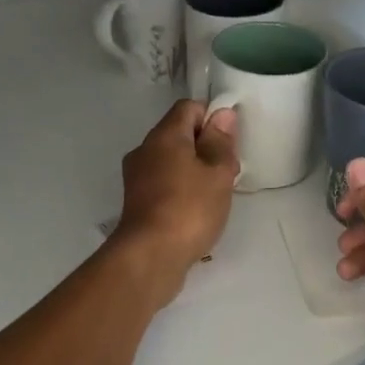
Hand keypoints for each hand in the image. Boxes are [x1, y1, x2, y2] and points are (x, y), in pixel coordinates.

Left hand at [113, 100, 239, 301]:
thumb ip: (221, 141)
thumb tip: (222, 114)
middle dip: (206, 147)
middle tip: (228, 172)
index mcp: (164, 135)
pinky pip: (163, 182)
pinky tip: (195, 210)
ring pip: (171, 160)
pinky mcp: (136, 202)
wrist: (150, 257)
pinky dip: (181, 188)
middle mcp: (145, 149)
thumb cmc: (189, 208)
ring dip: (194, 170)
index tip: (229, 143)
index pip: (188, 108)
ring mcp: (136, 177)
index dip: (212, 118)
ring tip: (215, 194)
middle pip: (179, 134)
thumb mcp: (217, 173)